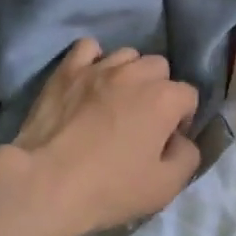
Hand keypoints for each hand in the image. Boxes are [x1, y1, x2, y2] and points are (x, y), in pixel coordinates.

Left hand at [0, 39, 200, 235]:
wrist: (46, 184)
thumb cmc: (109, 188)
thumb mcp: (165, 187)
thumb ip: (188, 157)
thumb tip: (182, 140)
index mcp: (164, 98)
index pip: (189, 96)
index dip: (182, 120)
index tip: (165, 142)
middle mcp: (136, 73)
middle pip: (160, 68)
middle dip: (158, 91)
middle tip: (141, 121)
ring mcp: (99, 67)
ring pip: (127, 55)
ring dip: (129, 74)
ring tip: (115, 100)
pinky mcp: (68, 70)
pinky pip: (88, 48)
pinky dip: (93, 59)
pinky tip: (90, 80)